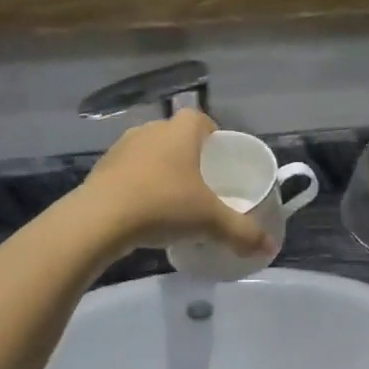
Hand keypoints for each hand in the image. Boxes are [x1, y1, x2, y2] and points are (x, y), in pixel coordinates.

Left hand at [79, 110, 275, 258]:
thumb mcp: (210, 221)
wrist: (100, 220)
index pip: (201, 120)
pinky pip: (128, 171)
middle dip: (189, 157)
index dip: (213, 137)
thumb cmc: (164, 205)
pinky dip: (139, 185)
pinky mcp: (101, 168)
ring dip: (161, 171)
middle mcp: (152, 129)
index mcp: (181, 130)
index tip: (219, 162)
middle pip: (176, 137)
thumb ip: (242, 233)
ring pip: (151, 153)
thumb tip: (269, 249)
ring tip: (172, 201)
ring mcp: (122, 147)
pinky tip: (144, 211)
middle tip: (201, 185)